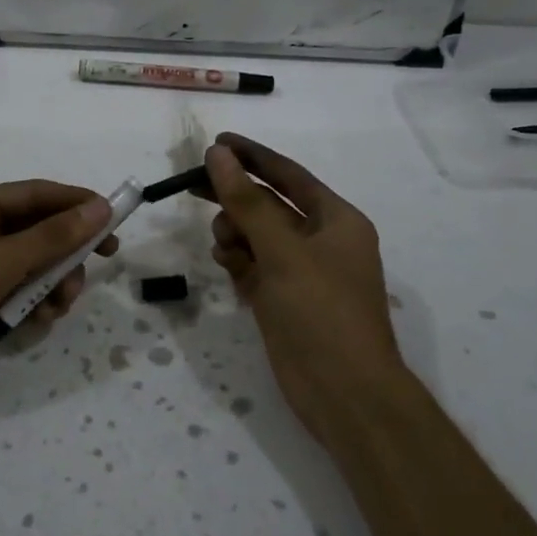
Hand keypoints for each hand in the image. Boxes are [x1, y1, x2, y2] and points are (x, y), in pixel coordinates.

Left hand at [0, 180, 117, 420]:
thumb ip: (51, 238)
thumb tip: (100, 208)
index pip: (35, 194)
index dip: (76, 205)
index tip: (114, 221)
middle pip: (36, 232)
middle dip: (64, 253)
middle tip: (97, 267)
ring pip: (30, 266)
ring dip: (51, 284)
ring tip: (57, 306)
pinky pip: (15, 293)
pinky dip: (31, 304)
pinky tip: (38, 321)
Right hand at [204, 133, 402, 441]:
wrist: (344, 393)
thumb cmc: (322, 311)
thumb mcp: (283, 250)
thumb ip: (248, 202)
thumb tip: (219, 155)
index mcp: (336, 220)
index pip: (288, 175)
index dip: (253, 156)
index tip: (217, 142)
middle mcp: (319, 241)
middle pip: (268, 204)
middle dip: (234, 196)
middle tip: (192, 185)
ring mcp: (300, 272)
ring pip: (256, 236)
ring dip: (235, 232)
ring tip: (225, 245)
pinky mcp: (282, 298)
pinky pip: (252, 265)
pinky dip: (237, 260)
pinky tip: (226, 263)